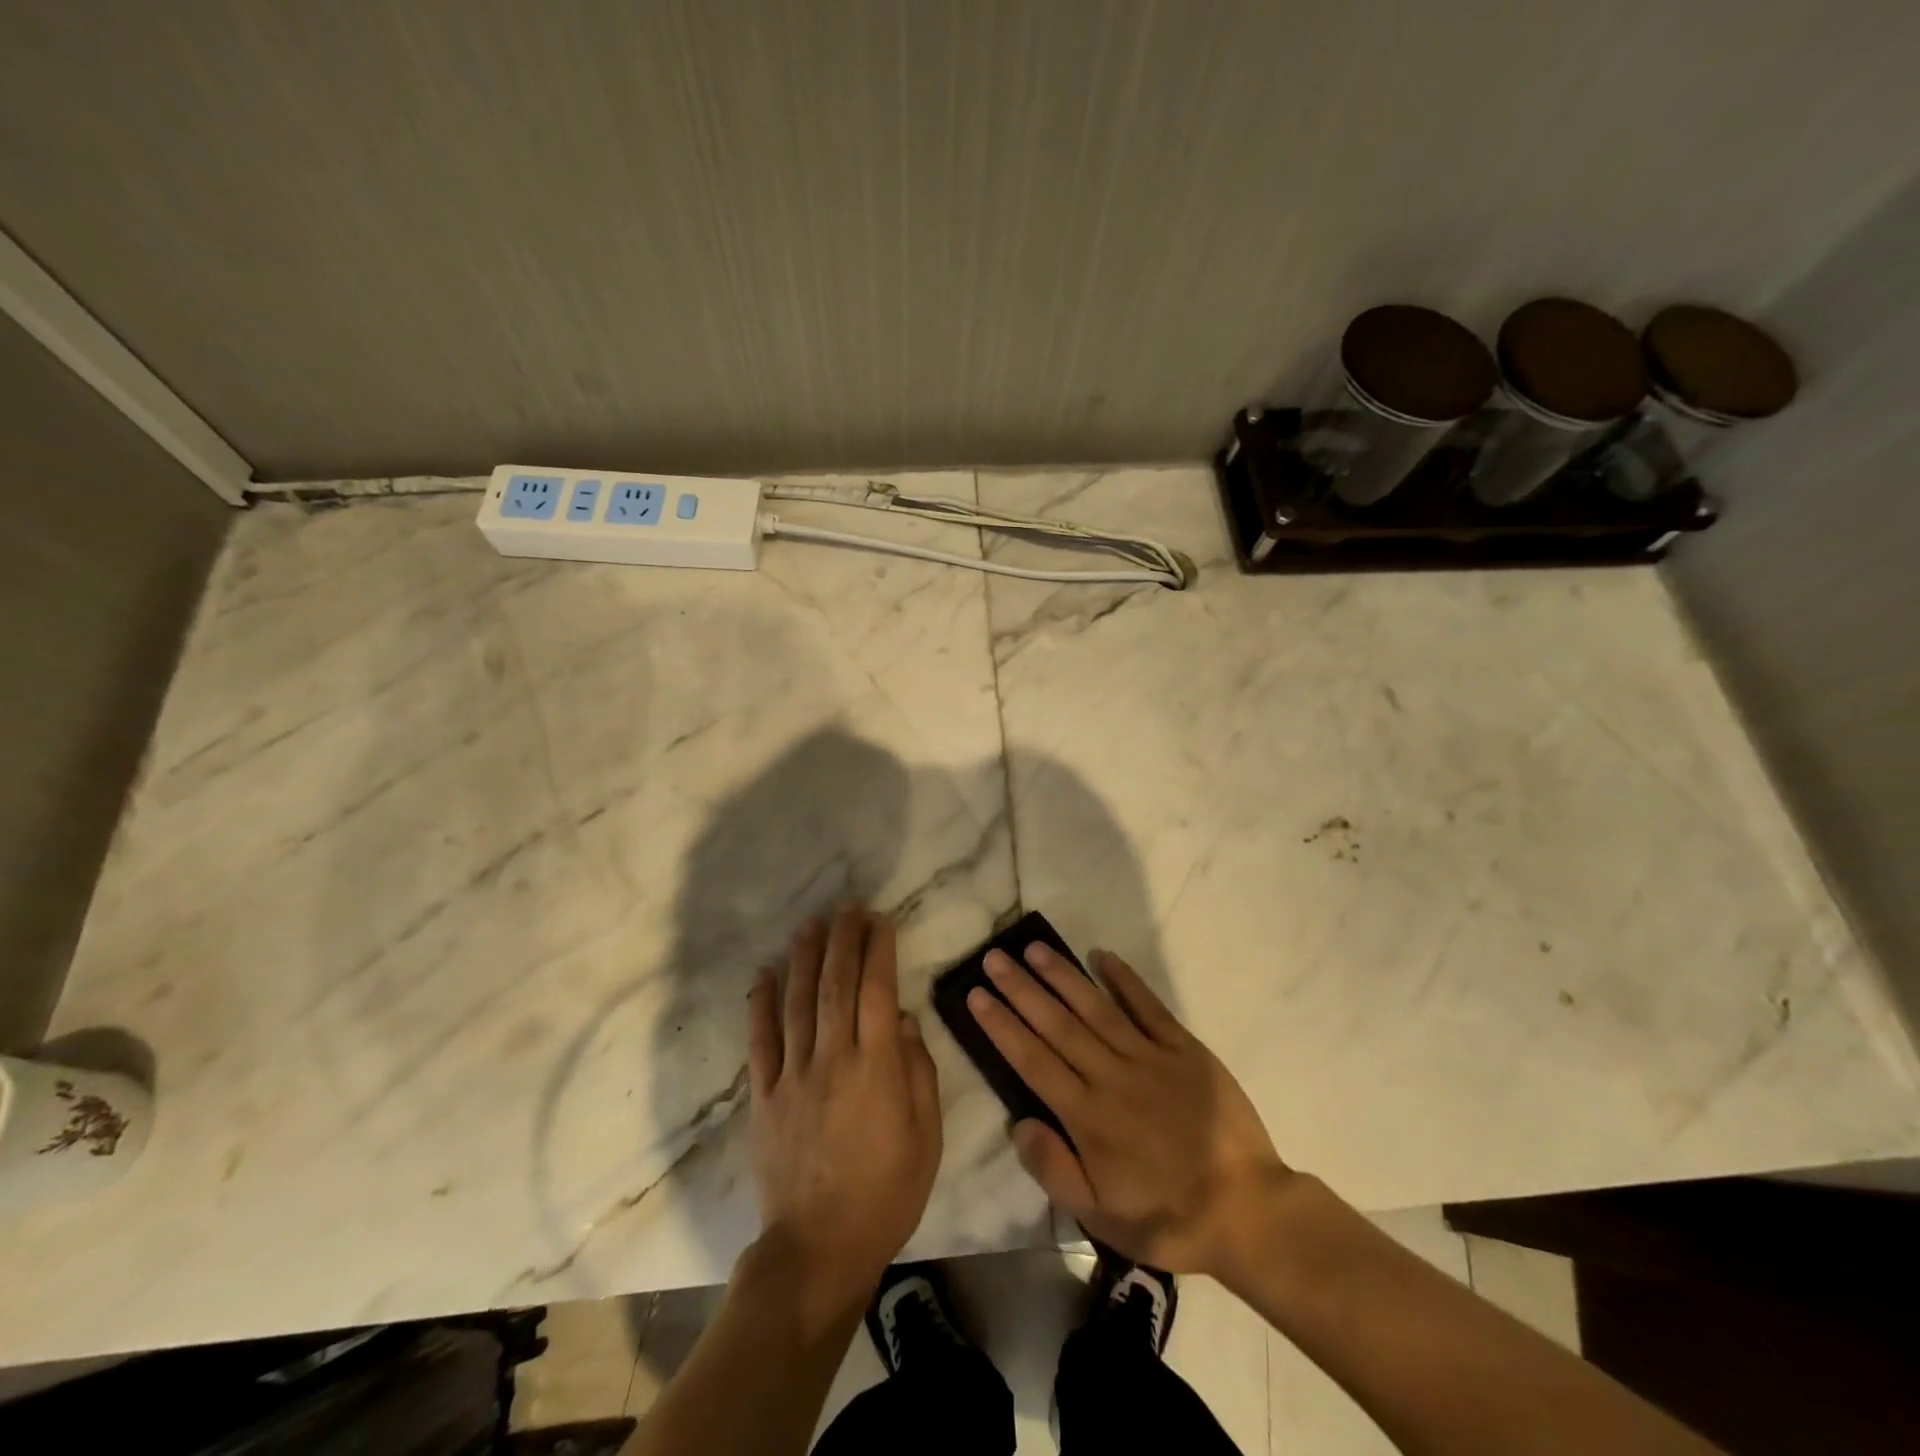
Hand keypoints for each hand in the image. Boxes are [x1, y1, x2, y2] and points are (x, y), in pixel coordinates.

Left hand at [747, 906, 942, 1324]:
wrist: (819, 1249)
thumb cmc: (886, 1193)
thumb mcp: (926, 1137)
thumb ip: (918, 1072)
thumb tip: (904, 1020)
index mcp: (876, 1068)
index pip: (878, 991)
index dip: (879, 951)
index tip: (881, 921)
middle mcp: (833, 1059)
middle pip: (836, 985)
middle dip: (843, 940)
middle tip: (847, 907)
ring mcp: (793, 1075)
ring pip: (797, 1002)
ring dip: (804, 958)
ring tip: (810, 924)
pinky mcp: (764, 1096)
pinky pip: (760, 1041)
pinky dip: (761, 1004)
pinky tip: (764, 973)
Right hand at [968, 943, 1291, 1275]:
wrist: (1248, 1211)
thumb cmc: (1167, 1217)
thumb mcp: (1101, 1217)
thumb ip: (1055, 1170)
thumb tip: (1018, 1123)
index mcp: (1088, 1117)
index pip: (1033, 1061)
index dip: (1002, 1026)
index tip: (977, 994)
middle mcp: (1112, 1077)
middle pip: (1058, 1025)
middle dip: (1022, 989)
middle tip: (995, 957)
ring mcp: (1150, 1058)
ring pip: (1097, 1008)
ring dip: (1064, 976)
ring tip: (1035, 948)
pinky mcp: (1185, 1049)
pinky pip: (1149, 1008)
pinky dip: (1126, 980)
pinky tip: (1103, 956)